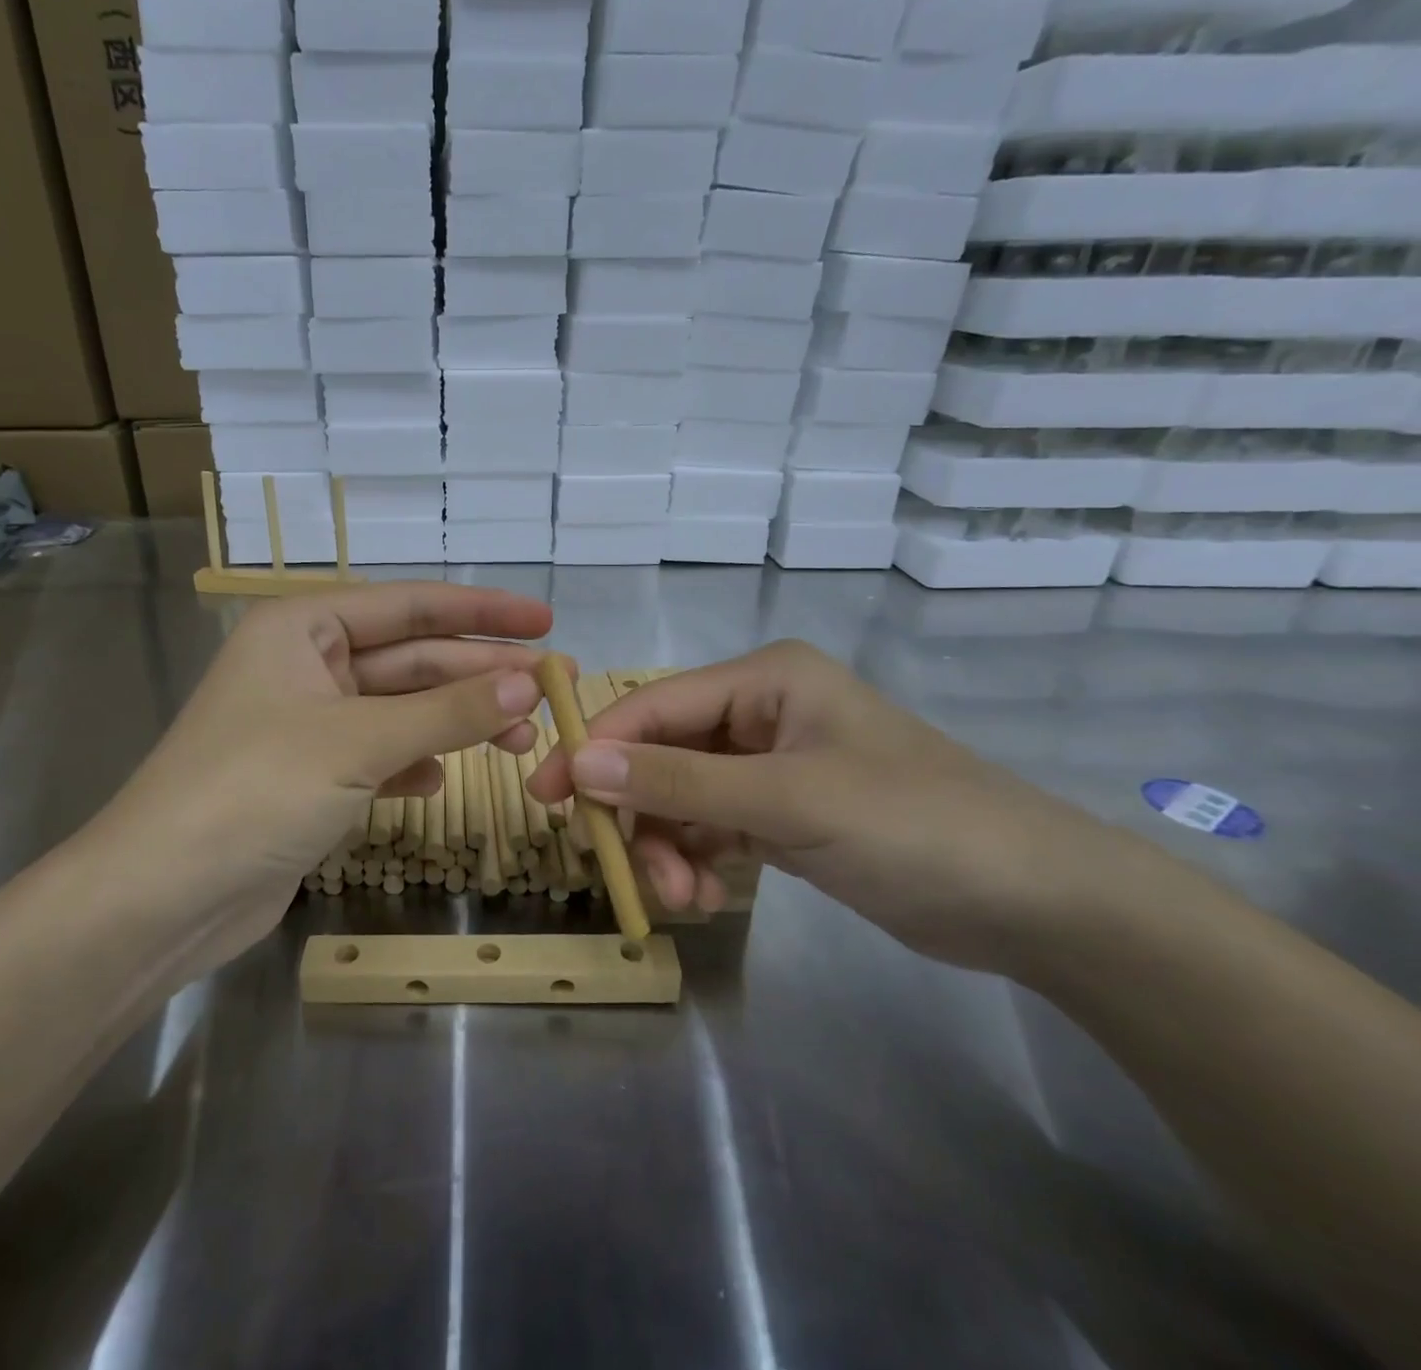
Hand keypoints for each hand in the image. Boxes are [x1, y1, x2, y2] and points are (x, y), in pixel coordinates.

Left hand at [62, 583, 550, 947]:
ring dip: (458, 723)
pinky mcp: (311, 779)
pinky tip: (443, 779)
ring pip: (402, 711)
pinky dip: (415, 763)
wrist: (162, 899)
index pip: (409, 606)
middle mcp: (305, 665)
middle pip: (411, 659)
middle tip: (555, 686)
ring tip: (524, 739)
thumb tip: (530, 682)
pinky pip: (380, 756)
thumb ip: (447, 712)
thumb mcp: (358, 742)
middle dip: (480, 674)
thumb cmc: (253, 791)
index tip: (546, 622)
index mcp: (302, 627)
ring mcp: (308, 725)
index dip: (482, 613)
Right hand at [527, 641, 1124, 973]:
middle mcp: (760, 712)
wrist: (1036, 904)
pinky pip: (711, 828)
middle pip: (662, 754)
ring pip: (682, 798)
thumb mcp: (787, 800)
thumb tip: (577, 762)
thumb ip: (678, 780)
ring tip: (686, 896)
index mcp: (764, 679)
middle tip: (635, 875)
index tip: (547, 797)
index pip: (652, 704)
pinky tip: (709, 895)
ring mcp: (770, 765)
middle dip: (644, 814)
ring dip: (670, 846)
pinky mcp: (782, 814)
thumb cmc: (914, 826)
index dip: (595, 746)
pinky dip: (699, 860)